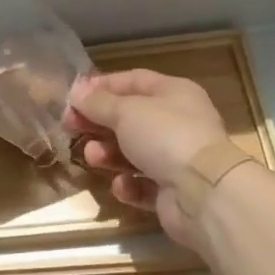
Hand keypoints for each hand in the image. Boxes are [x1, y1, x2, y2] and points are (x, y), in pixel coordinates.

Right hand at [68, 70, 229, 248]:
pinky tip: (123, 185)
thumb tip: (76, 91)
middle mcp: (177, 123)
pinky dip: (129, 185)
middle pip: (129, 118)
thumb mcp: (126, 112)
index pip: (133, 80)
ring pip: (132, 152)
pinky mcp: (172, 192)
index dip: (102, 86)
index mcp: (174, 93)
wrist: (204, 193)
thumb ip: (98, 103)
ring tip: (93, 157)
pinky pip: (142, 184)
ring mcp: (176, 159)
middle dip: (98, 123)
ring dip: (108, 154)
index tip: (73, 96)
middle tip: (69, 127)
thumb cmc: (165, 137)